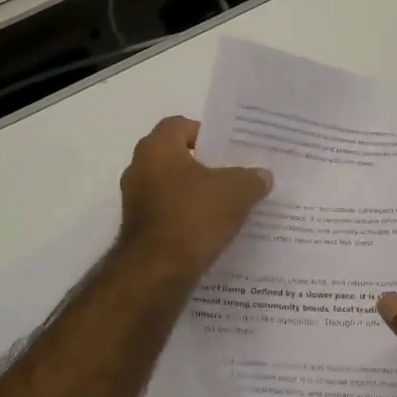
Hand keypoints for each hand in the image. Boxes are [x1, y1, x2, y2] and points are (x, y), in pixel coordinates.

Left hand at [118, 117, 271, 279]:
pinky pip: (166, 213)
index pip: (179, 125)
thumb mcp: (237, 192)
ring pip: (170, 187)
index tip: (228, 149)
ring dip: (194, 193)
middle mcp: (139, 169)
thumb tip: (262, 176)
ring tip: (226, 204)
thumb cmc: (194, 216)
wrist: (158, 272)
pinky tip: (210, 230)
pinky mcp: (137, 230)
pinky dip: (185, 217)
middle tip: (232, 174)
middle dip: (203, 165)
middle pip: (175, 157)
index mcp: (157, 148)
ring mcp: (134, 201)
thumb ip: (252, 178)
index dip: (205, 133)